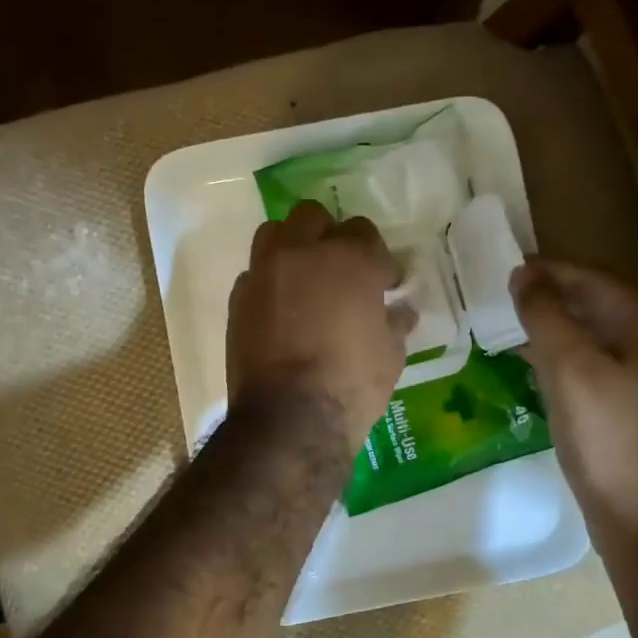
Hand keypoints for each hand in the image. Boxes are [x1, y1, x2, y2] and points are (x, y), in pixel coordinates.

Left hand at [227, 201, 413, 448]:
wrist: (289, 420)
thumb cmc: (352, 385)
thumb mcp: (390, 355)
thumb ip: (394, 322)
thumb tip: (399, 310)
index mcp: (349, 260)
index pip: (363, 232)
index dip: (376, 258)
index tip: (384, 282)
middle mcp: (302, 253)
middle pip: (312, 217)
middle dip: (329, 236)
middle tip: (340, 270)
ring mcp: (264, 273)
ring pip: (274, 234)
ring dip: (292, 247)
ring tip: (305, 279)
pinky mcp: (238, 300)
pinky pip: (254, 274)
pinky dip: (270, 283)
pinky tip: (281, 312)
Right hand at [511, 258, 637, 542]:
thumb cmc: (610, 440)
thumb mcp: (570, 369)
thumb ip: (546, 316)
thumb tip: (525, 275)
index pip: (597, 279)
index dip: (551, 271)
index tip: (508, 271)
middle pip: (603, 307)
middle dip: (556, 300)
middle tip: (507, 300)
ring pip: (602, 342)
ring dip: (561, 332)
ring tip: (516, 333)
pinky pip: (604, 373)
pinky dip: (571, 364)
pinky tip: (542, 375)